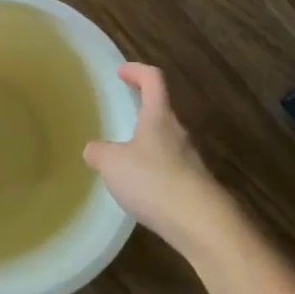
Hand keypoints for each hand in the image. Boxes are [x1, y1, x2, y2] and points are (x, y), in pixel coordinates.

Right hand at [84, 62, 233, 259]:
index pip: (152, 80)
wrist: (200, 222)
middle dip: (142, 110)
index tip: (121, 72)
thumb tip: (94, 149)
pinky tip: (142, 190)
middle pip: (161, 111)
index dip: (136, 71)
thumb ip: (100, 153)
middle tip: (123, 116)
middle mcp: (178, 132)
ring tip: (126, 159)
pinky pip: (171, 170)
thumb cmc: (153, 180)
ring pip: (167, 142)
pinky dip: (155, 172)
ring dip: (148, 144)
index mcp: (158, 116)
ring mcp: (190, 160)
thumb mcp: (113, 164)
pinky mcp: (195, 186)